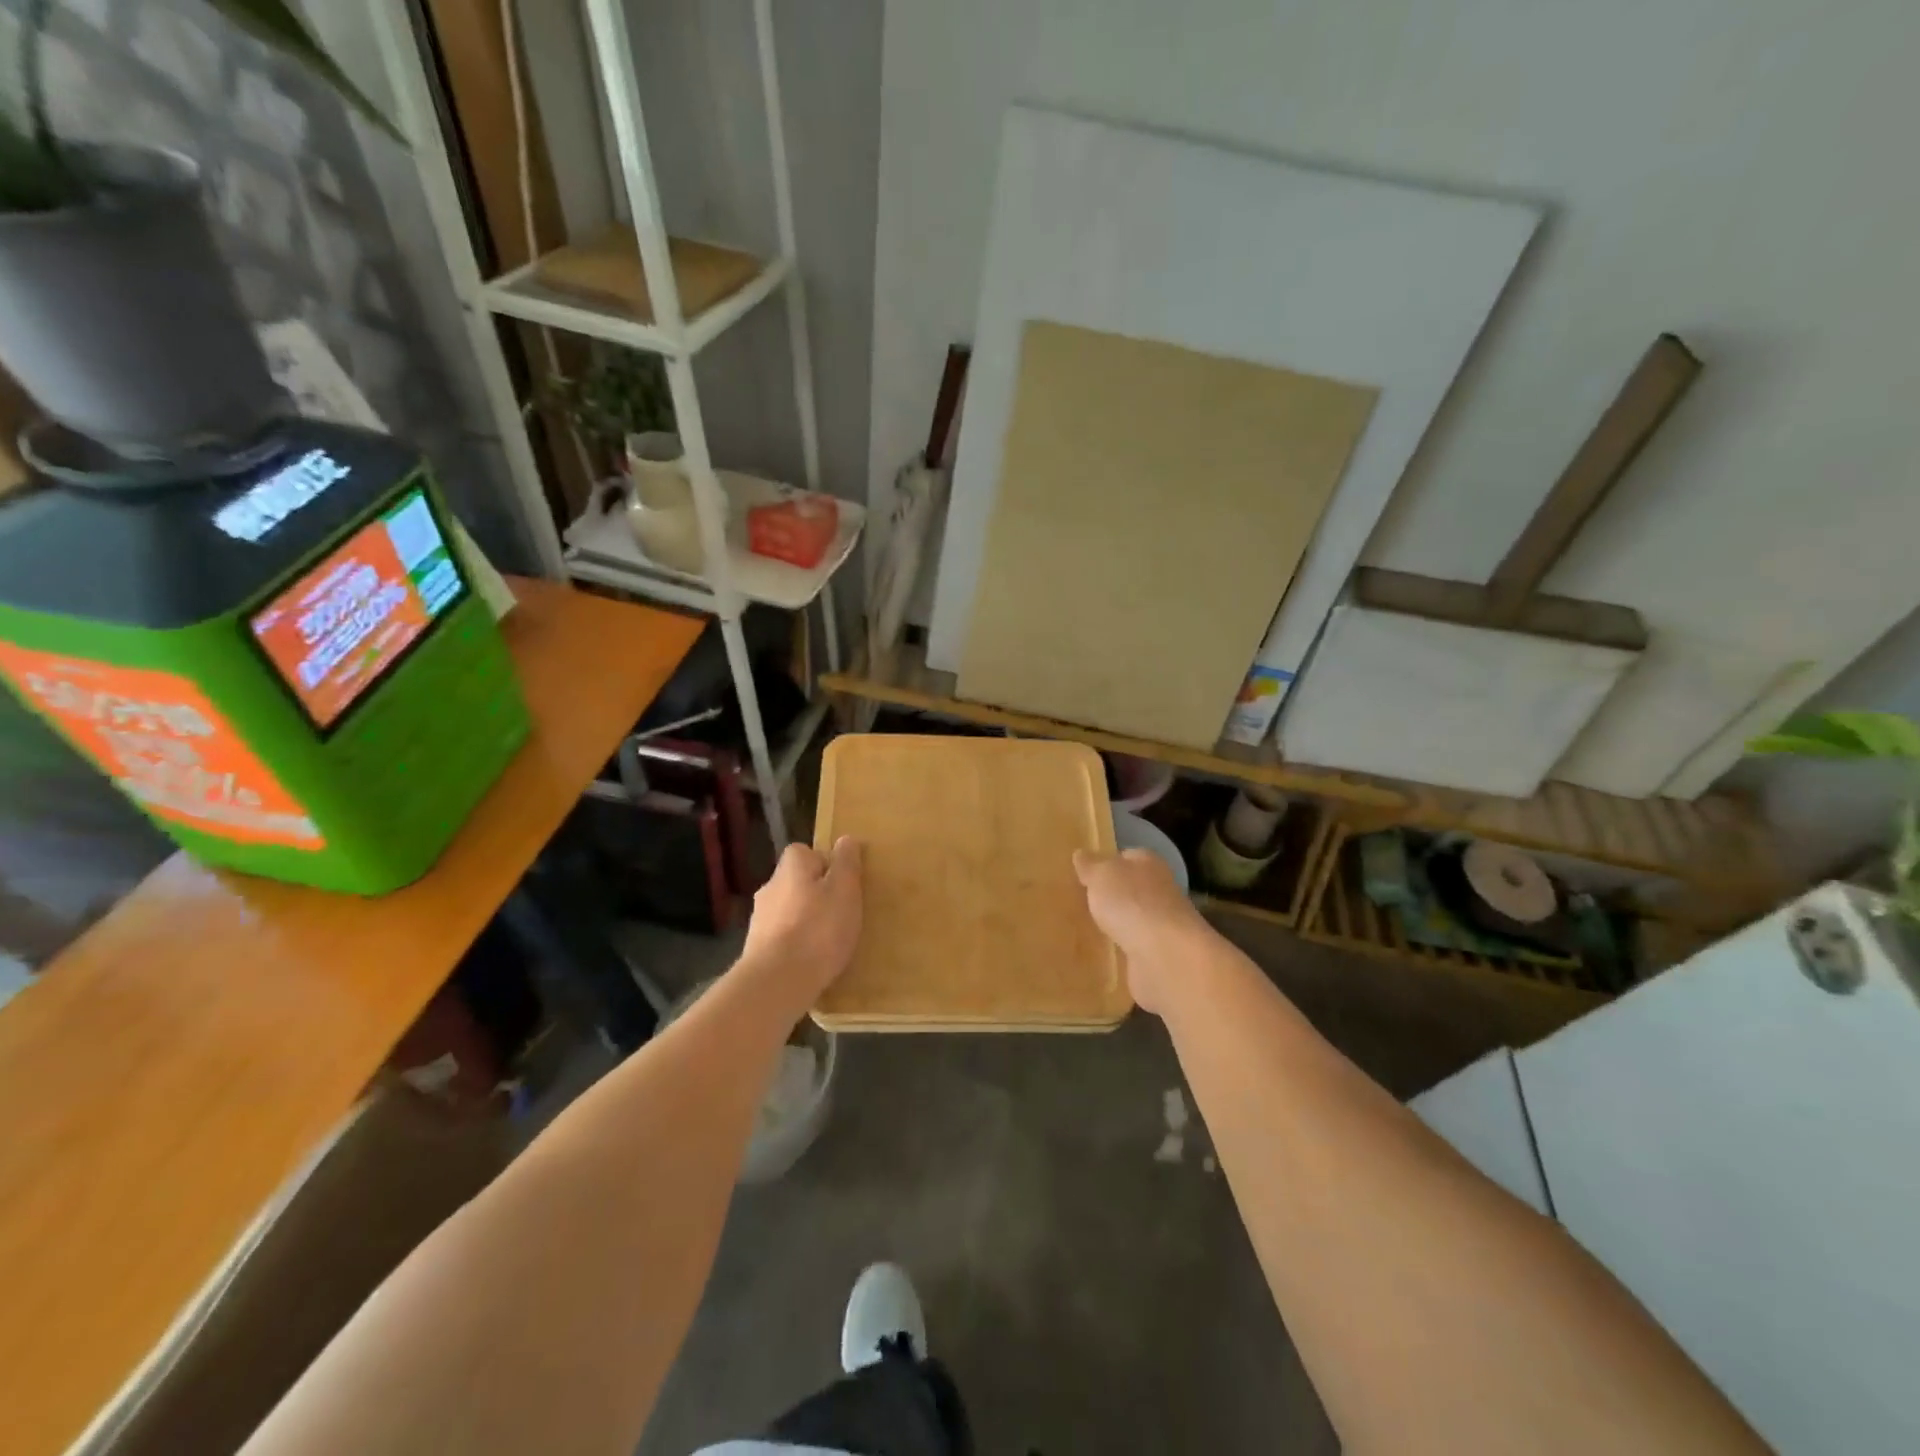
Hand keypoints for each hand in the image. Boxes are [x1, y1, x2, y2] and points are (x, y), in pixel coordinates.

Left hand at [741, 837, 863, 1003]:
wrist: (778, 981)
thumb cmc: (819, 929)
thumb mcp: (845, 890)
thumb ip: (846, 863)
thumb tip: (845, 839)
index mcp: (791, 867)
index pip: (806, 852)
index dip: (826, 865)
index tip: (843, 885)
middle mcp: (770, 886)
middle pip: (796, 882)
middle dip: (815, 894)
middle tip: (840, 913)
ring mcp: (759, 919)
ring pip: (788, 910)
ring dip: (804, 920)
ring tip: (828, 941)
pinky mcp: (755, 948)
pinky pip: (781, 937)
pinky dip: (795, 944)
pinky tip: (810, 960)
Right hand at [1073, 848, 1208, 1015]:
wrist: (1164, 954)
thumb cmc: (1131, 902)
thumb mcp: (1101, 875)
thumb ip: (1090, 865)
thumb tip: (1081, 854)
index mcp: (1148, 862)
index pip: (1126, 856)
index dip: (1106, 862)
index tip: (1084, 874)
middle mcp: (1160, 889)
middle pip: (1130, 888)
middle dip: (1110, 895)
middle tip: (1080, 902)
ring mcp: (1161, 923)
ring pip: (1132, 918)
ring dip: (1116, 924)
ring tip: (1086, 929)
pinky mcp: (1159, 953)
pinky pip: (1134, 947)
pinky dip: (1121, 949)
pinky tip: (1102, 953)